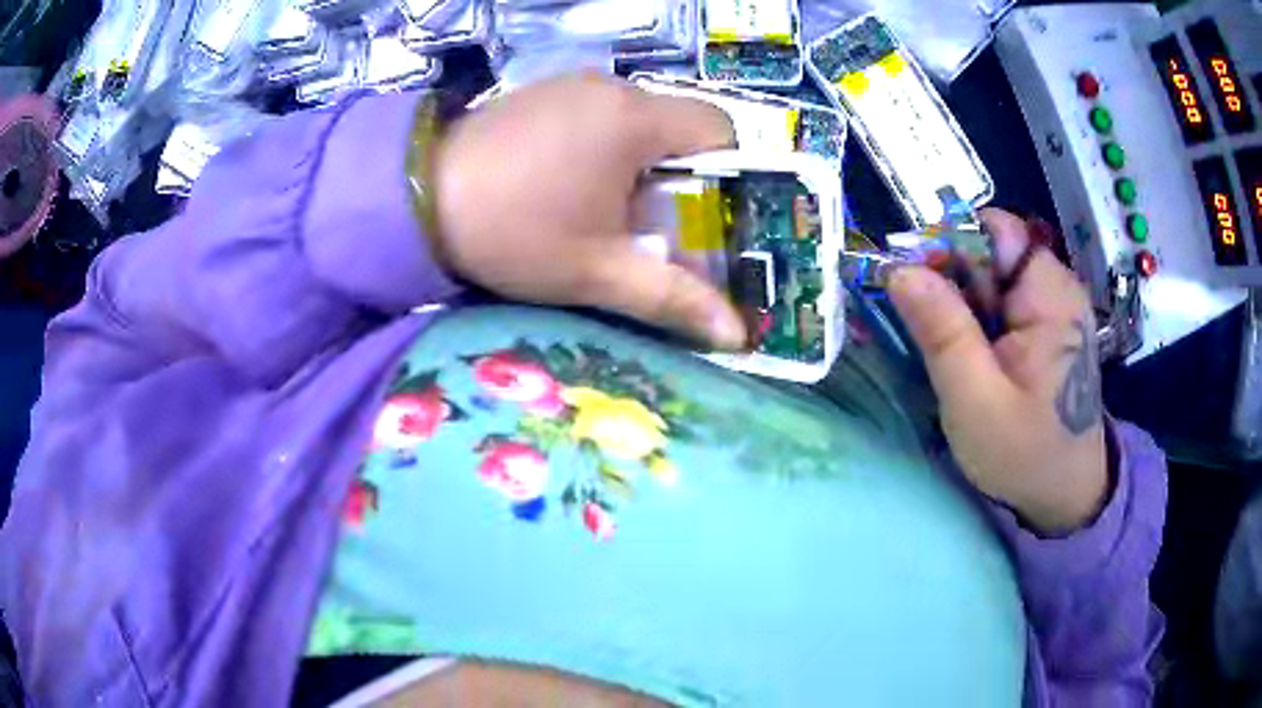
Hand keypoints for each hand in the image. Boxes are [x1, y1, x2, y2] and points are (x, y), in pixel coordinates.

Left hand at [429, 74, 745, 348]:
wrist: (414, 199)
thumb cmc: (512, 232)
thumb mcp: (596, 273)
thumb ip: (671, 298)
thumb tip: (737, 335)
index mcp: (635, 120)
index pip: (721, 131)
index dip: (728, 177)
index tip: (704, 219)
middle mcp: (612, 87)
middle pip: (679, 129)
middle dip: (679, 180)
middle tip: (651, 227)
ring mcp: (573, 84)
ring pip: (638, 122)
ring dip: (638, 165)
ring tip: (603, 211)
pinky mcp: (543, 93)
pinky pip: (598, 115)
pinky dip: (603, 148)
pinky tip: (567, 184)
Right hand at [888, 208, 1109, 534]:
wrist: (1063, 495)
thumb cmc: (1025, 455)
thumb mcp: (975, 402)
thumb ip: (942, 332)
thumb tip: (898, 269)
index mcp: (1050, 296)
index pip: (995, 230)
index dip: (950, 245)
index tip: (916, 285)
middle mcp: (1055, 286)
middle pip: (989, 249)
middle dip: (951, 280)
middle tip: (931, 334)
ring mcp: (1050, 304)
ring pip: (989, 275)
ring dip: (958, 303)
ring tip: (950, 354)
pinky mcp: (1042, 323)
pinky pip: (997, 299)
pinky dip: (973, 318)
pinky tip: (967, 356)